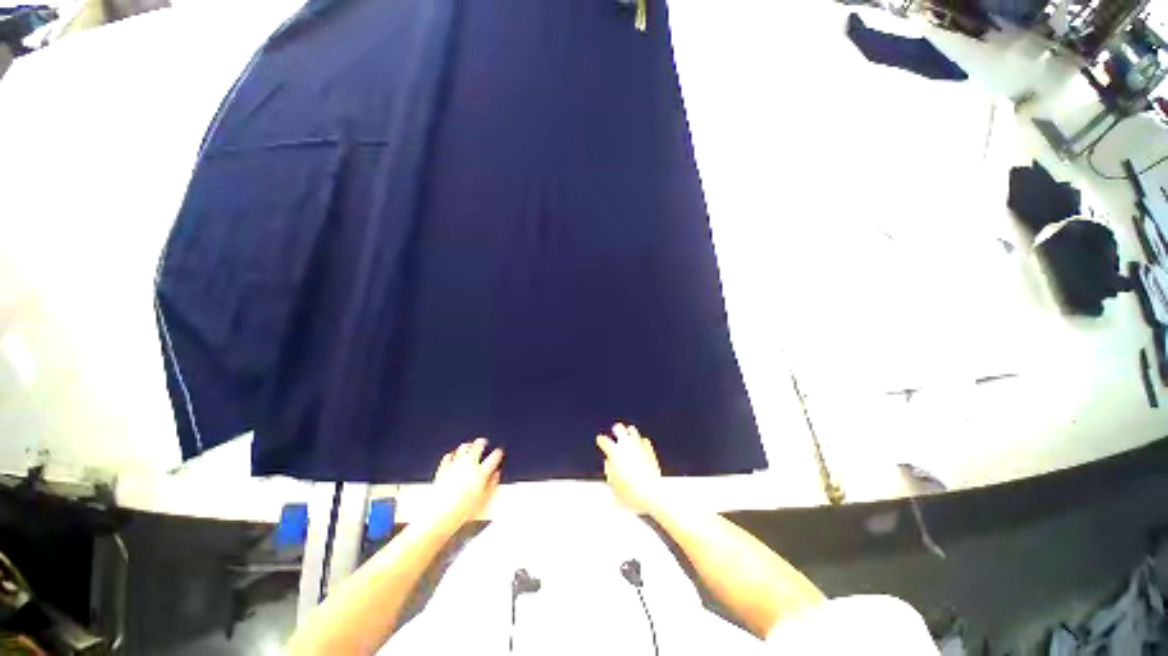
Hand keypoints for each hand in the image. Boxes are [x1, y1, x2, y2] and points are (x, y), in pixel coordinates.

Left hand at [427, 438, 503, 531]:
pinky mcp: (443, 469)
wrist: (440, 514)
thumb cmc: (462, 510)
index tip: (499, 453)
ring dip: (468, 446)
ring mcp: (455, 465)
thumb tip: (496, 476)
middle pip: (478, 447)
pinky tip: (453, 456)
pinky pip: (448, 457)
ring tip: (469, 446)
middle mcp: (469, 464)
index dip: (498, 453)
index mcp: (481, 472)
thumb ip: (492, 484)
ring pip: (463, 448)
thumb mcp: (483, 500)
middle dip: (482, 443)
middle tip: (483, 442)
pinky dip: (452, 455)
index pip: (494, 457)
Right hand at [596, 423, 665, 513]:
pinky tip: (640, 447)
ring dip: (628, 433)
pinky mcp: (649, 448)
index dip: (601, 440)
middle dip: (616, 430)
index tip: (600, 440)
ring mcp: (638, 444)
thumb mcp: (613, 482)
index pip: (604, 440)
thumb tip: (609, 462)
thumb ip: (608, 468)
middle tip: (615, 433)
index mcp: (614, 451)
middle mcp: (626, 444)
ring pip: (632, 430)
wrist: (651, 491)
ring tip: (628, 437)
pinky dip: (640, 442)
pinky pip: (643, 439)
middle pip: (619, 428)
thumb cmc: (631, 490)